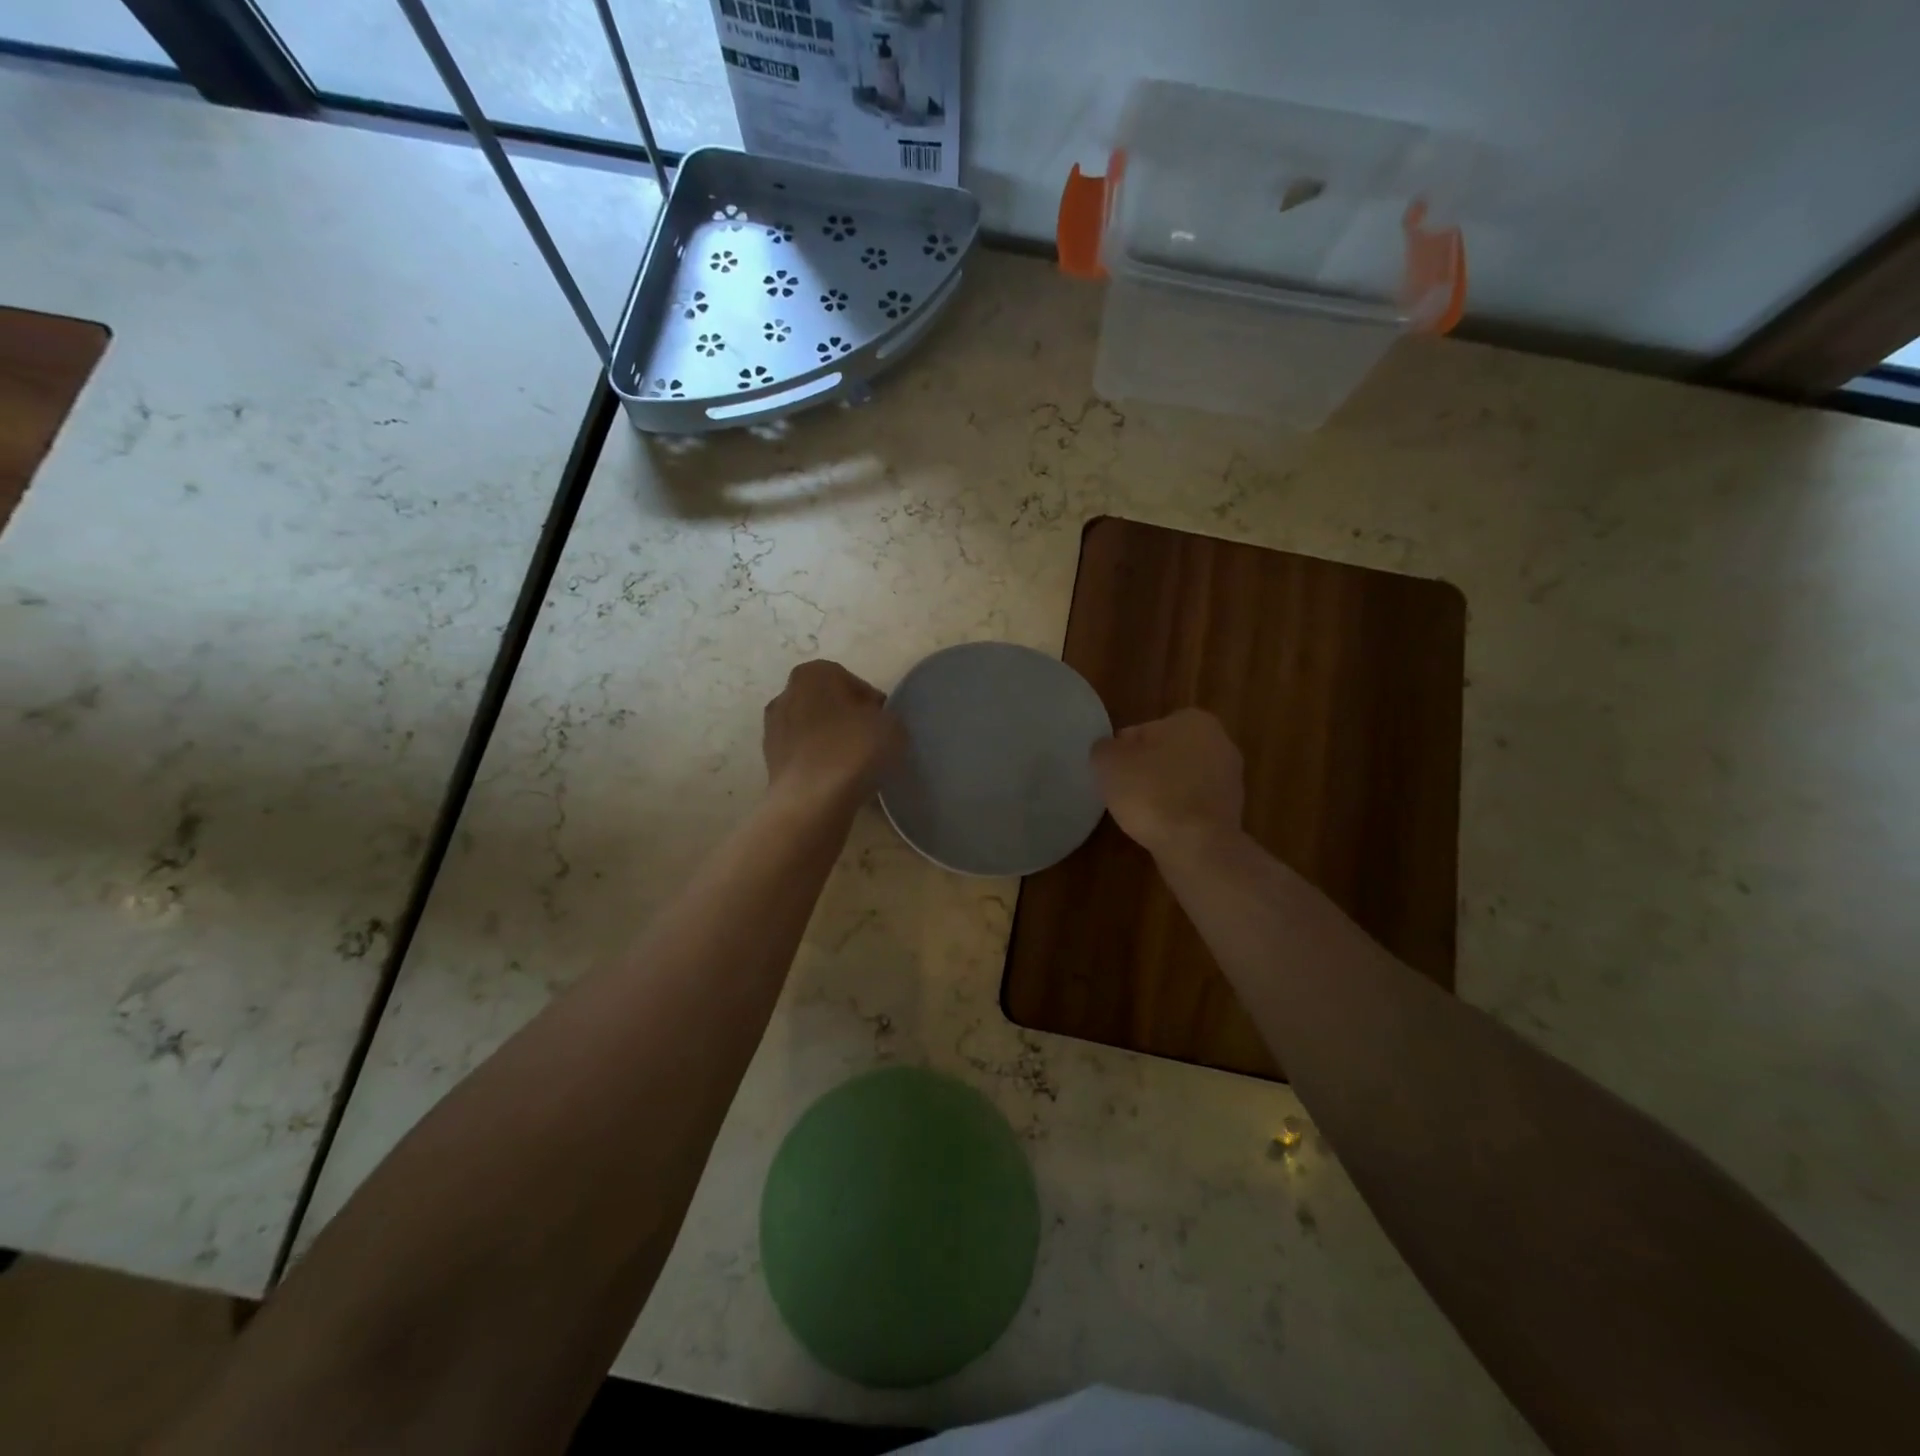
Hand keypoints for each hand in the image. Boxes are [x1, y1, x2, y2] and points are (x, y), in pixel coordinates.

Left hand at [763, 660, 903, 808]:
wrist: (811, 801)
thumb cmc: (853, 751)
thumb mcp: (892, 726)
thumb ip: (886, 717)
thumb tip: (874, 724)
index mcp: (815, 674)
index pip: (853, 683)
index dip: (872, 705)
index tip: (883, 725)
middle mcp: (787, 693)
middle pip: (828, 704)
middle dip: (847, 720)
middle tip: (870, 743)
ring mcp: (773, 728)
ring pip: (814, 730)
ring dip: (831, 742)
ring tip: (854, 765)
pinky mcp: (769, 760)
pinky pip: (804, 755)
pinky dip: (818, 763)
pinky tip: (836, 780)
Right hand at [1091, 709, 1244, 858]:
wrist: (1196, 846)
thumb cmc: (1152, 793)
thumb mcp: (1108, 762)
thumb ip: (1104, 748)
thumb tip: (1109, 751)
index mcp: (1193, 720)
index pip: (1143, 731)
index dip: (1122, 753)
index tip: (1112, 774)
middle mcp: (1220, 742)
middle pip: (1165, 754)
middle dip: (1146, 770)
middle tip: (1123, 793)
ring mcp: (1230, 779)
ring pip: (1181, 780)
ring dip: (1163, 793)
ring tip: (1141, 814)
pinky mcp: (1232, 811)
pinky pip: (1192, 805)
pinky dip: (1177, 813)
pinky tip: (1162, 827)